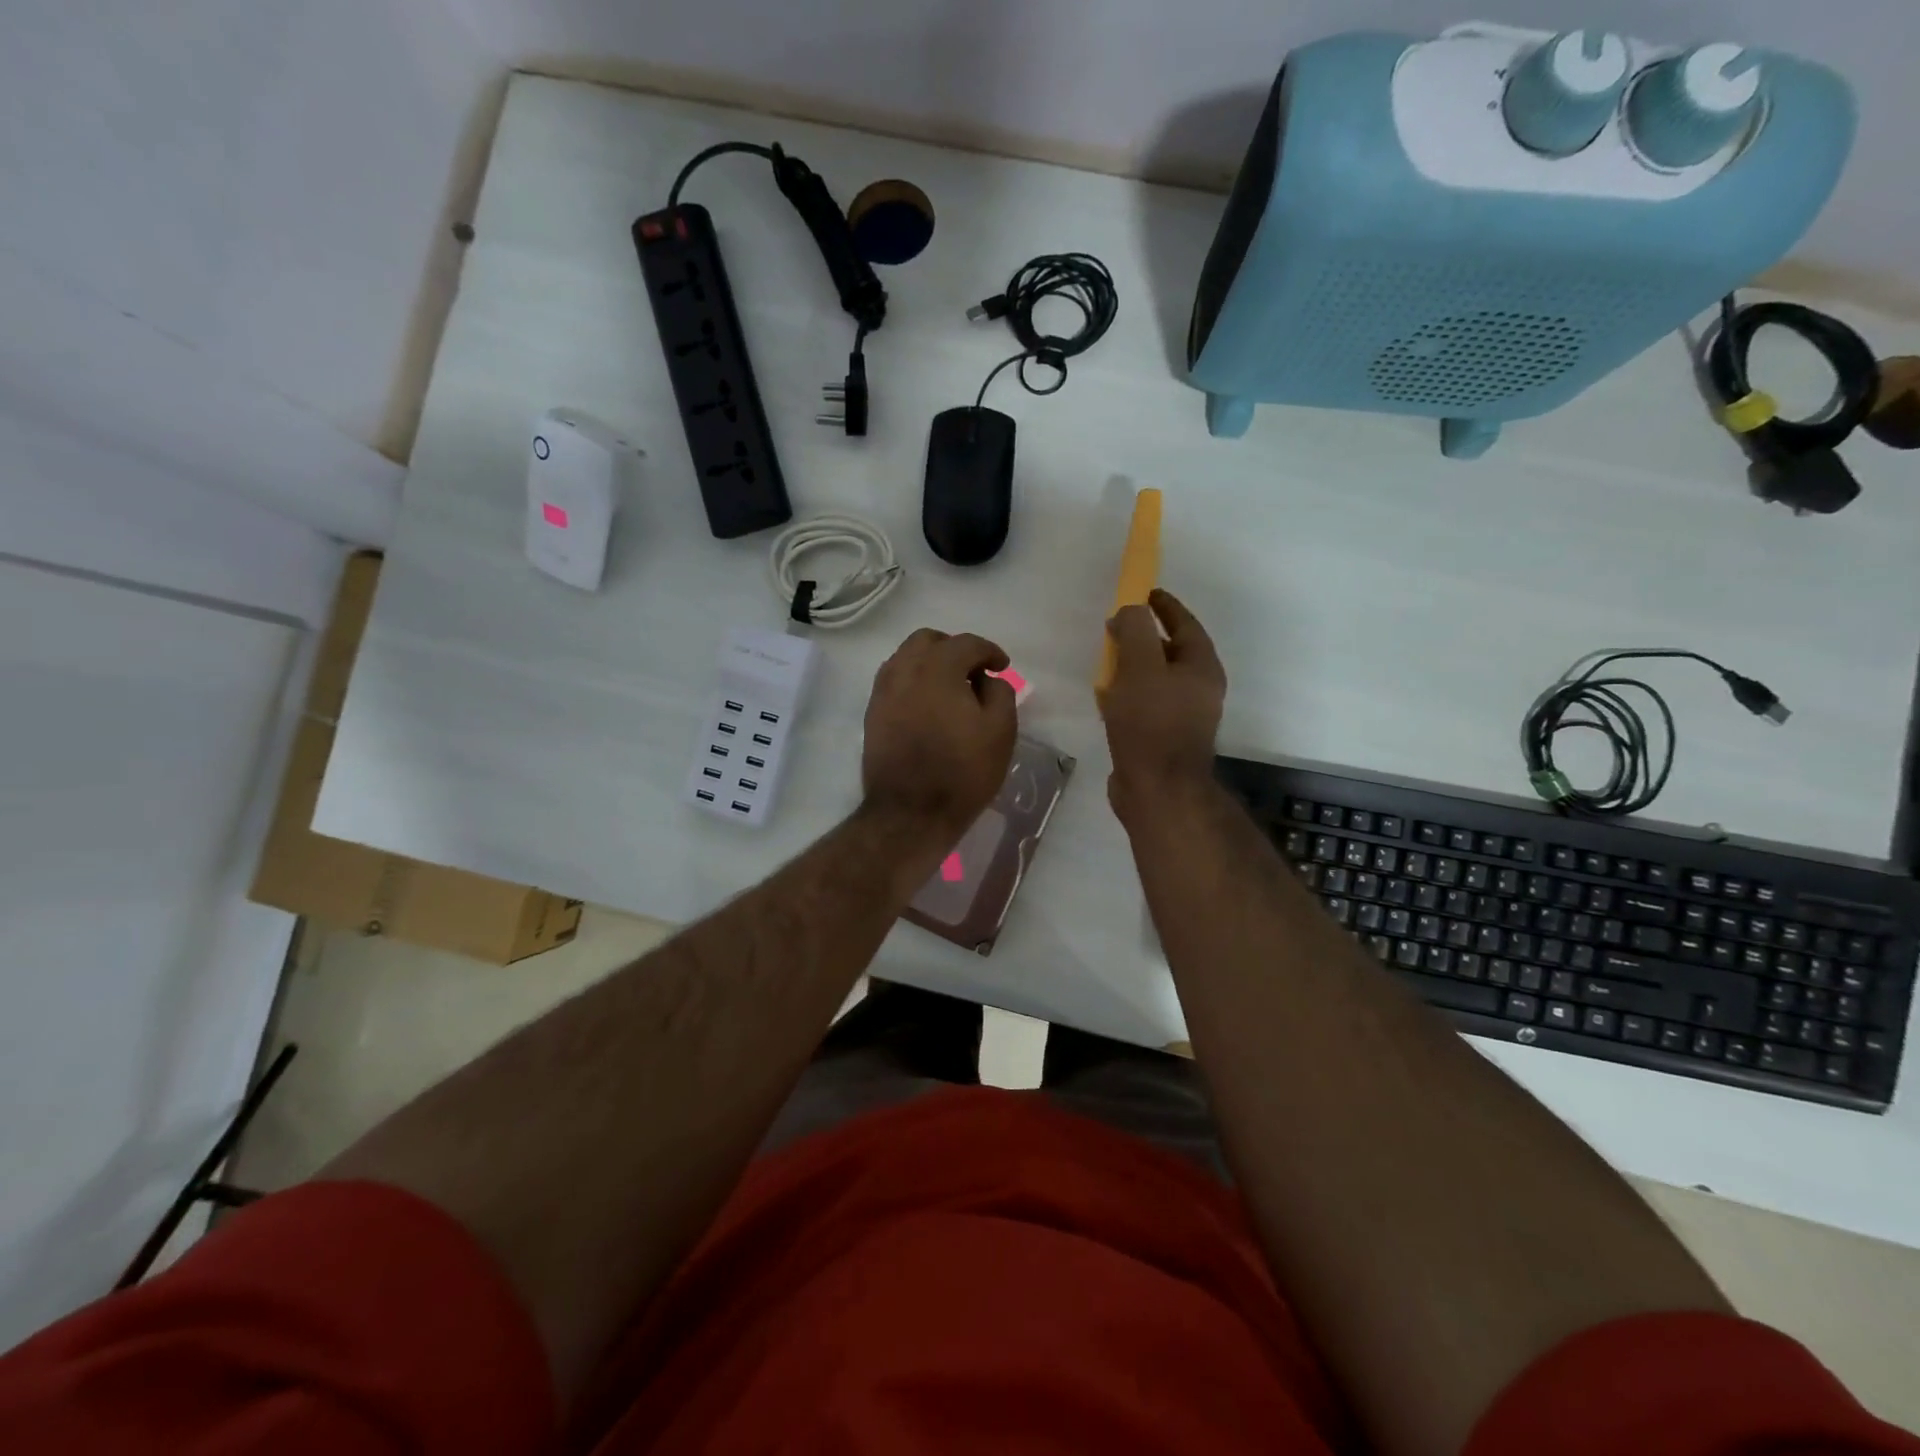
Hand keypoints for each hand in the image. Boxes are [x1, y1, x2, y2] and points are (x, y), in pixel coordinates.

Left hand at [863, 629, 1017, 837]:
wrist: (910, 812)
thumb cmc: (962, 771)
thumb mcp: (1000, 731)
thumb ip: (1000, 692)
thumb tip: (986, 679)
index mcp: (937, 668)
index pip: (966, 644)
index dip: (989, 651)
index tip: (1002, 666)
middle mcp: (904, 670)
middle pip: (928, 640)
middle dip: (954, 649)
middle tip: (973, 672)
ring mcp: (882, 692)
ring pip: (906, 658)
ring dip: (930, 663)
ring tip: (950, 688)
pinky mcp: (872, 714)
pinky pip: (894, 681)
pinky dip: (913, 681)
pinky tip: (928, 705)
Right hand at [1099, 588, 1226, 821]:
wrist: (1156, 789)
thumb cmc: (1151, 723)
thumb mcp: (1140, 666)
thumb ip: (1135, 630)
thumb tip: (1129, 612)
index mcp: (1201, 668)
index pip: (1185, 625)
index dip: (1164, 606)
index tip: (1143, 591)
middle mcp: (1197, 690)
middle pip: (1170, 652)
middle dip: (1144, 637)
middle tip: (1116, 627)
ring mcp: (1181, 717)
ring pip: (1155, 680)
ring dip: (1132, 667)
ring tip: (1107, 660)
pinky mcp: (1162, 738)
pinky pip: (1143, 705)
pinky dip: (1126, 694)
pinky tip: (1105, 698)